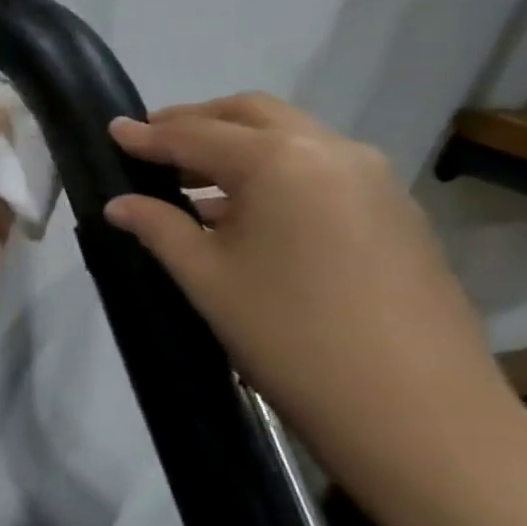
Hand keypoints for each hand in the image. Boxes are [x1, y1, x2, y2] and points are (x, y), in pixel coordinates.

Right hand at [105, 94, 512, 487]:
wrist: (414, 410)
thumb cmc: (288, 334)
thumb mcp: (205, 277)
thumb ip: (157, 227)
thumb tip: (119, 203)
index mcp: (280, 162)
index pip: (196, 135)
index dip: (147, 135)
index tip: (112, 130)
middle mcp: (332, 152)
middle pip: (251, 115)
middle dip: (196, 121)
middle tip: (151, 142)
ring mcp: (374, 179)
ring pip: (290, 137)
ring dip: (236, 144)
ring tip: (190, 178)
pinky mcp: (394, 211)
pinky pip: (319, 167)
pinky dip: (272, 169)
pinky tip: (245, 210)